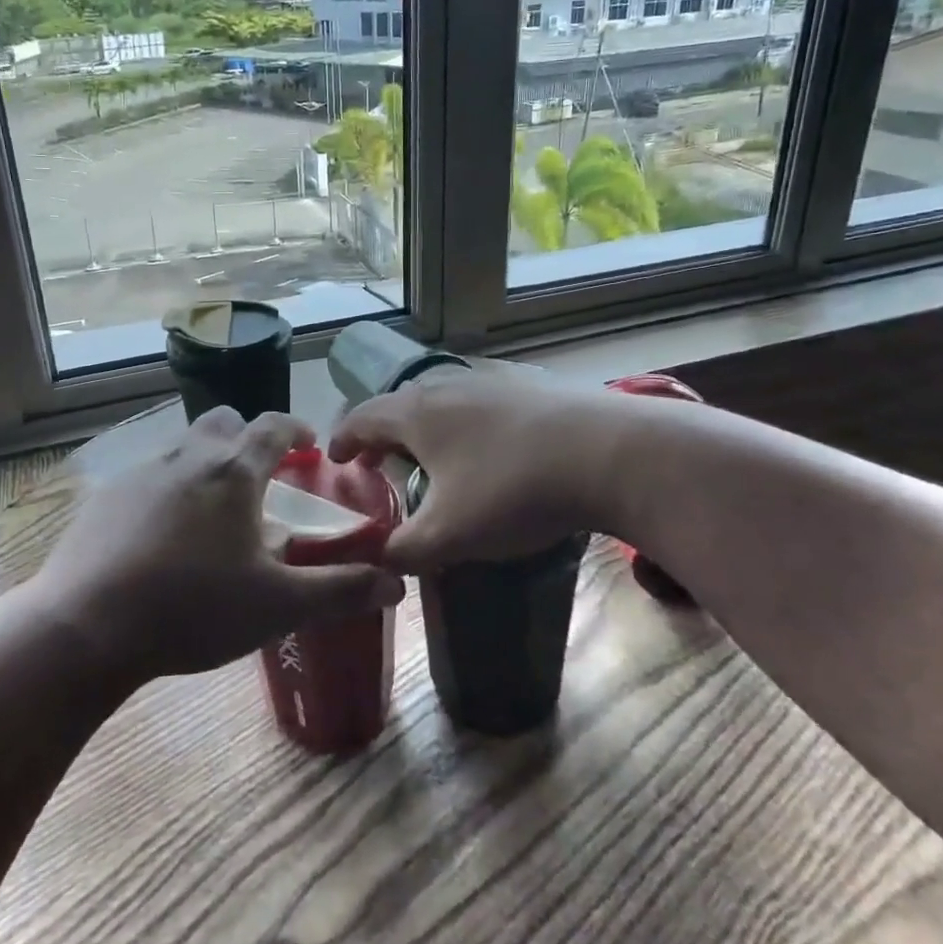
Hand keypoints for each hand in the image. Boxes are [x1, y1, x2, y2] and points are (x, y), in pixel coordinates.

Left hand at [34, 408, 405, 683]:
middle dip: (246, 438)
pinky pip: (148, 477)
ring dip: (205, 464)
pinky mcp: (106, 496)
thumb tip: (396, 583)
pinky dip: (167, 490)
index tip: (308, 442)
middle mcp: (187, 457)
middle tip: (260, 476)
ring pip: (183, 447)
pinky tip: (162, 536)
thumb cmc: (193, 608)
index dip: (295, 429)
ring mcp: (141, 473)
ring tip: (213, 512)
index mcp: (232, 472)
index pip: (272, 426)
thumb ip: (339, 591)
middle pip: (223, 422)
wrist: (86, 627)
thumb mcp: (276, 605)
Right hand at [327, 365, 641, 572]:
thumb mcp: (449, 535)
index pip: (361, 418)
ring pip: (441, 404)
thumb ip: (403, 551)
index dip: (342, 440)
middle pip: (400, 406)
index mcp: (416, 414)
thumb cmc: (512, 490)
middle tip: (378, 465)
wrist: (608, 453)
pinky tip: (487, 454)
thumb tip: (380, 560)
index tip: (334, 459)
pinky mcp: (528, 389)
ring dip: (426, 431)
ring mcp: (491, 383)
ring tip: (432, 462)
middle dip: (383, 436)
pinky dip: (465, 428)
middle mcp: (447, 387)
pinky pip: (478, 406)